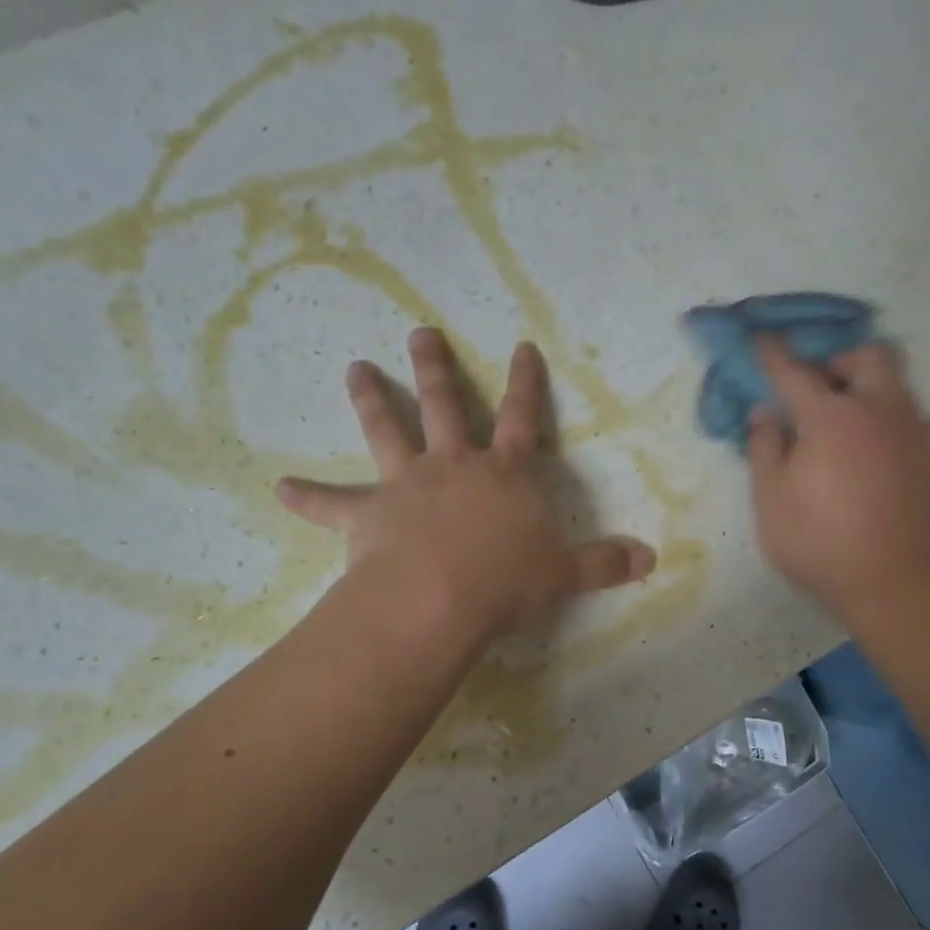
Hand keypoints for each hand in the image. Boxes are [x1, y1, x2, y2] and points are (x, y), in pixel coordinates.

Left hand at [276, 328, 655, 639]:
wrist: (440, 599)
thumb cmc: (507, 581)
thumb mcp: (564, 573)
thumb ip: (605, 563)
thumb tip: (651, 559)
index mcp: (504, 474)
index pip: (523, 417)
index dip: (526, 382)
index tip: (521, 346)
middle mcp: (454, 466)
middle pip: (445, 405)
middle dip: (436, 367)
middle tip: (419, 331)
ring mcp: (407, 485)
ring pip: (386, 431)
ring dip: (371, 399)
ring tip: (353, 368)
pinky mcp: (367, 514)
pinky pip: (330, 503)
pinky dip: (305, 496)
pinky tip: (277, 487)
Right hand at [747, 337, 929, 625]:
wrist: (893, 583)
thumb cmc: (819, 541)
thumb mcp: (770, 499)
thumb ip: (764, 448)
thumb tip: (766, 412)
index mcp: (830, 417)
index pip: (794, 372)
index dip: (773, 354)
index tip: (760, 339)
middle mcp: (877, 411)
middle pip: (869, 356)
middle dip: (841, 360)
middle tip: (819, 387)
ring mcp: (914, 433)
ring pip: (900, 384)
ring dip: (872, 388)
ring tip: (851, 420)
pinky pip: (924, 421)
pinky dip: (902, 423)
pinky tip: (886, 447)